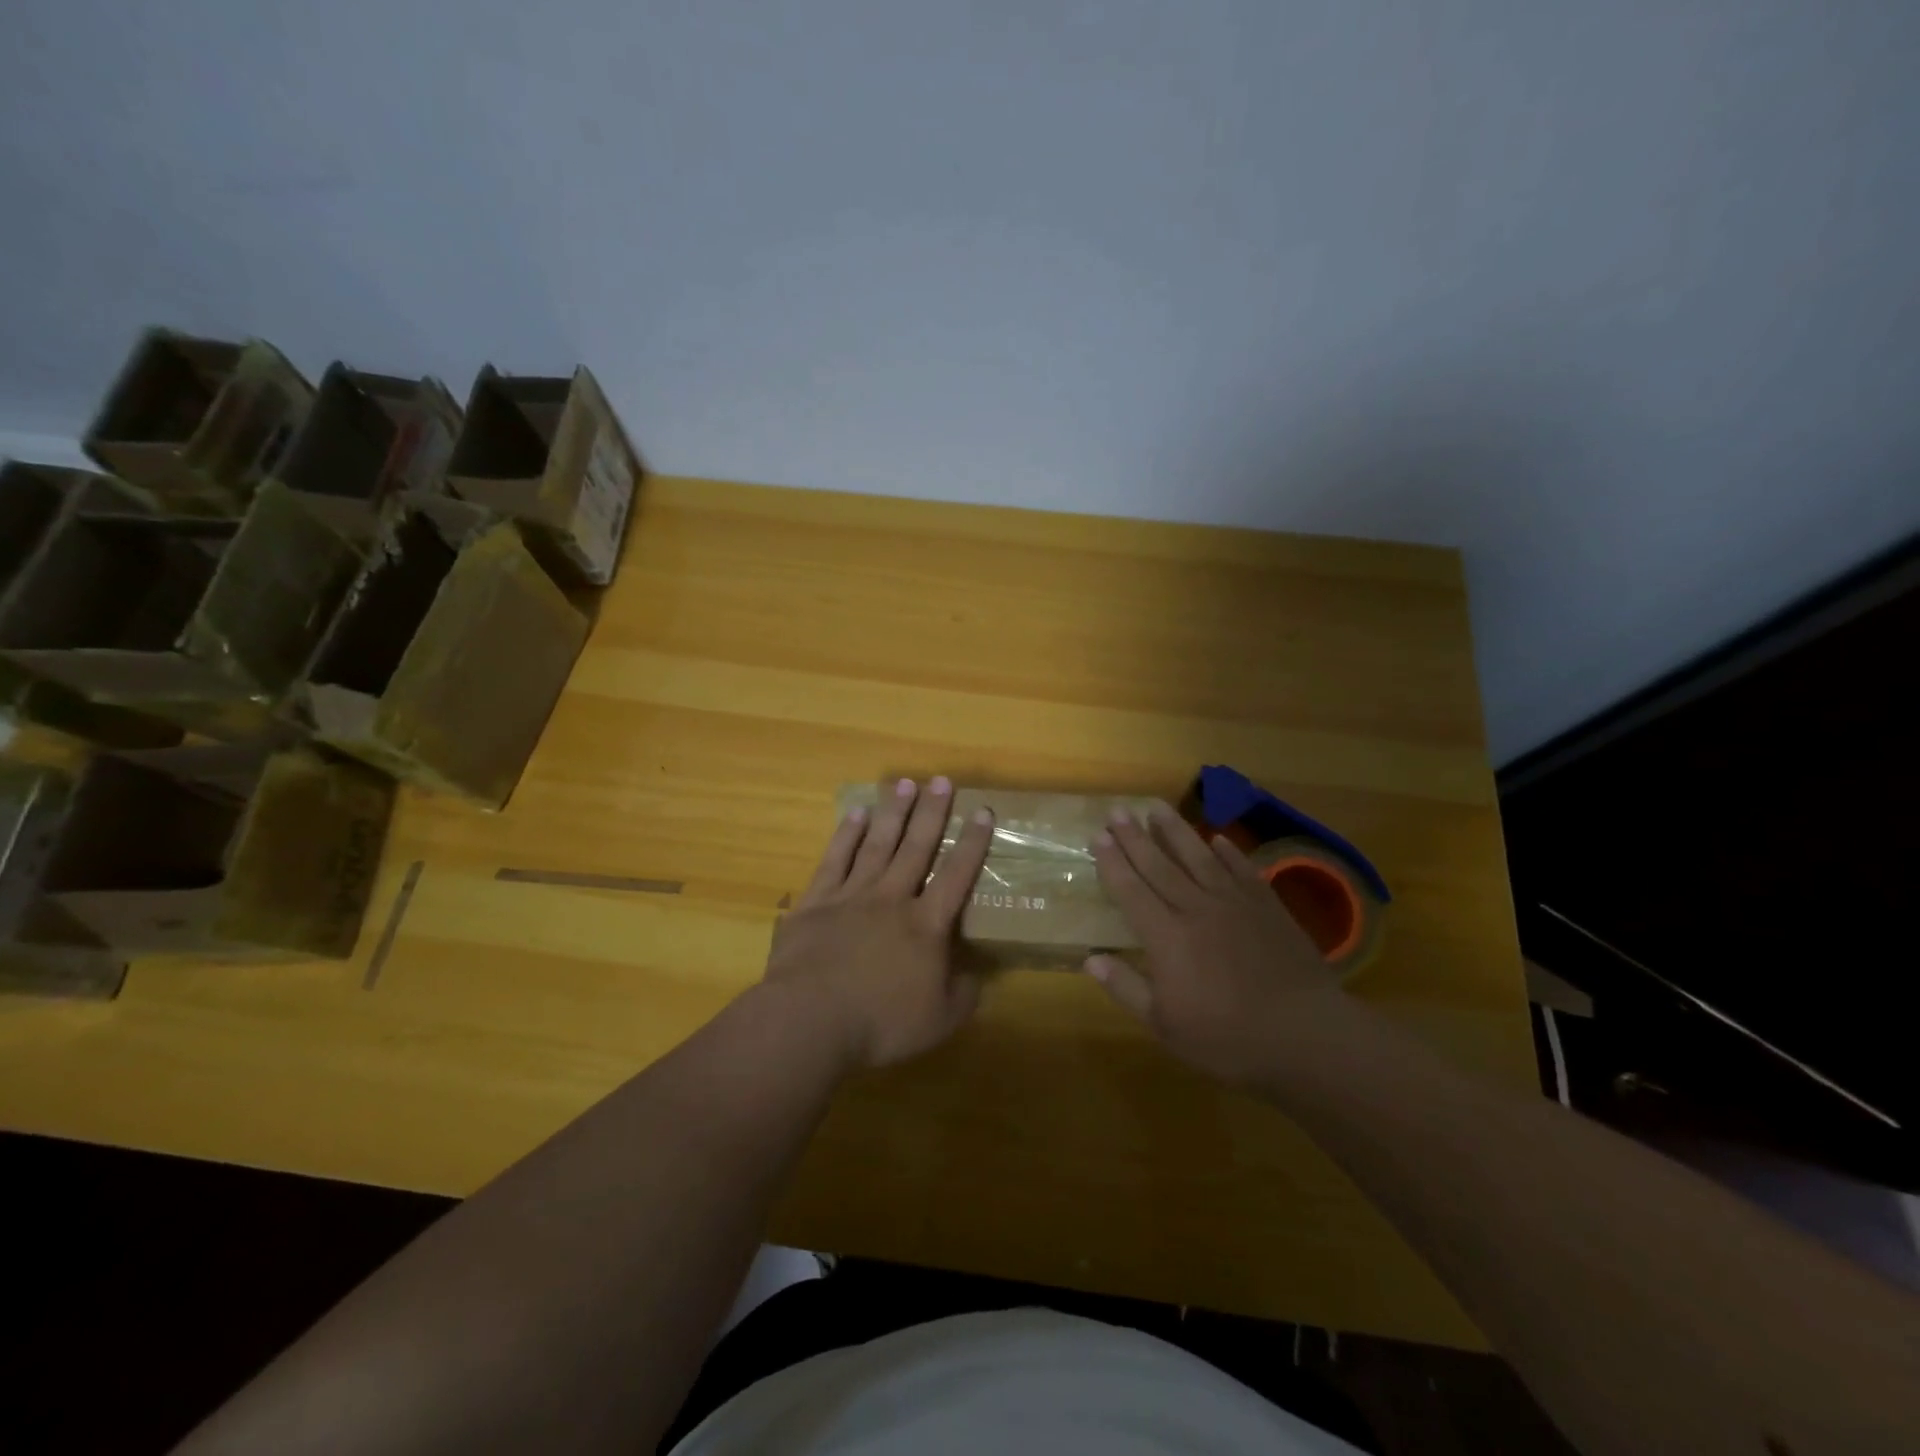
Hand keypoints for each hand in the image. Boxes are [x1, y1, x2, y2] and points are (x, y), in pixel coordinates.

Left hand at [762, 777, 993, 1069]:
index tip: (983, 811)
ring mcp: (852, 896)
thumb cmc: (880, 1022)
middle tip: (942, 780)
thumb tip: (977, 976)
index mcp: (925, 925)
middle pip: (917, 847)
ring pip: (878, 845)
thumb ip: (963, 995)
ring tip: (904, 783)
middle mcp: (892, 899)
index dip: (973, 843)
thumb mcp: (938, 1021)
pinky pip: (835, 860)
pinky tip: (856, 814)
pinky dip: (847, 835)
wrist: (810, 1019)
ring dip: (893, 813)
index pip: (957, 875)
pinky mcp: (816, 902)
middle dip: (932, 813)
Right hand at [1086, 806, 1348, 1085]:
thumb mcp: (1165, 1027)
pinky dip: (1228, 852)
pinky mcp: (1267, 907)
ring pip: (1198, 857)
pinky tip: (1217, 839)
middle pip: (1159, 865)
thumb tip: (1090, 958)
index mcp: (1167, 937)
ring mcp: (1234, 904)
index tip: (1098, 836)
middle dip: (1135, 837)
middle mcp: (1196, 909)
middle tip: (1118, 810)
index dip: (1113, 863)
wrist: (1306, 1035)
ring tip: (1157, 807)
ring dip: (1175, 830)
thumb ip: (1127, 988)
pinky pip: (1242, 870)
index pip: (1131, 891)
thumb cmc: (1228, 1038)